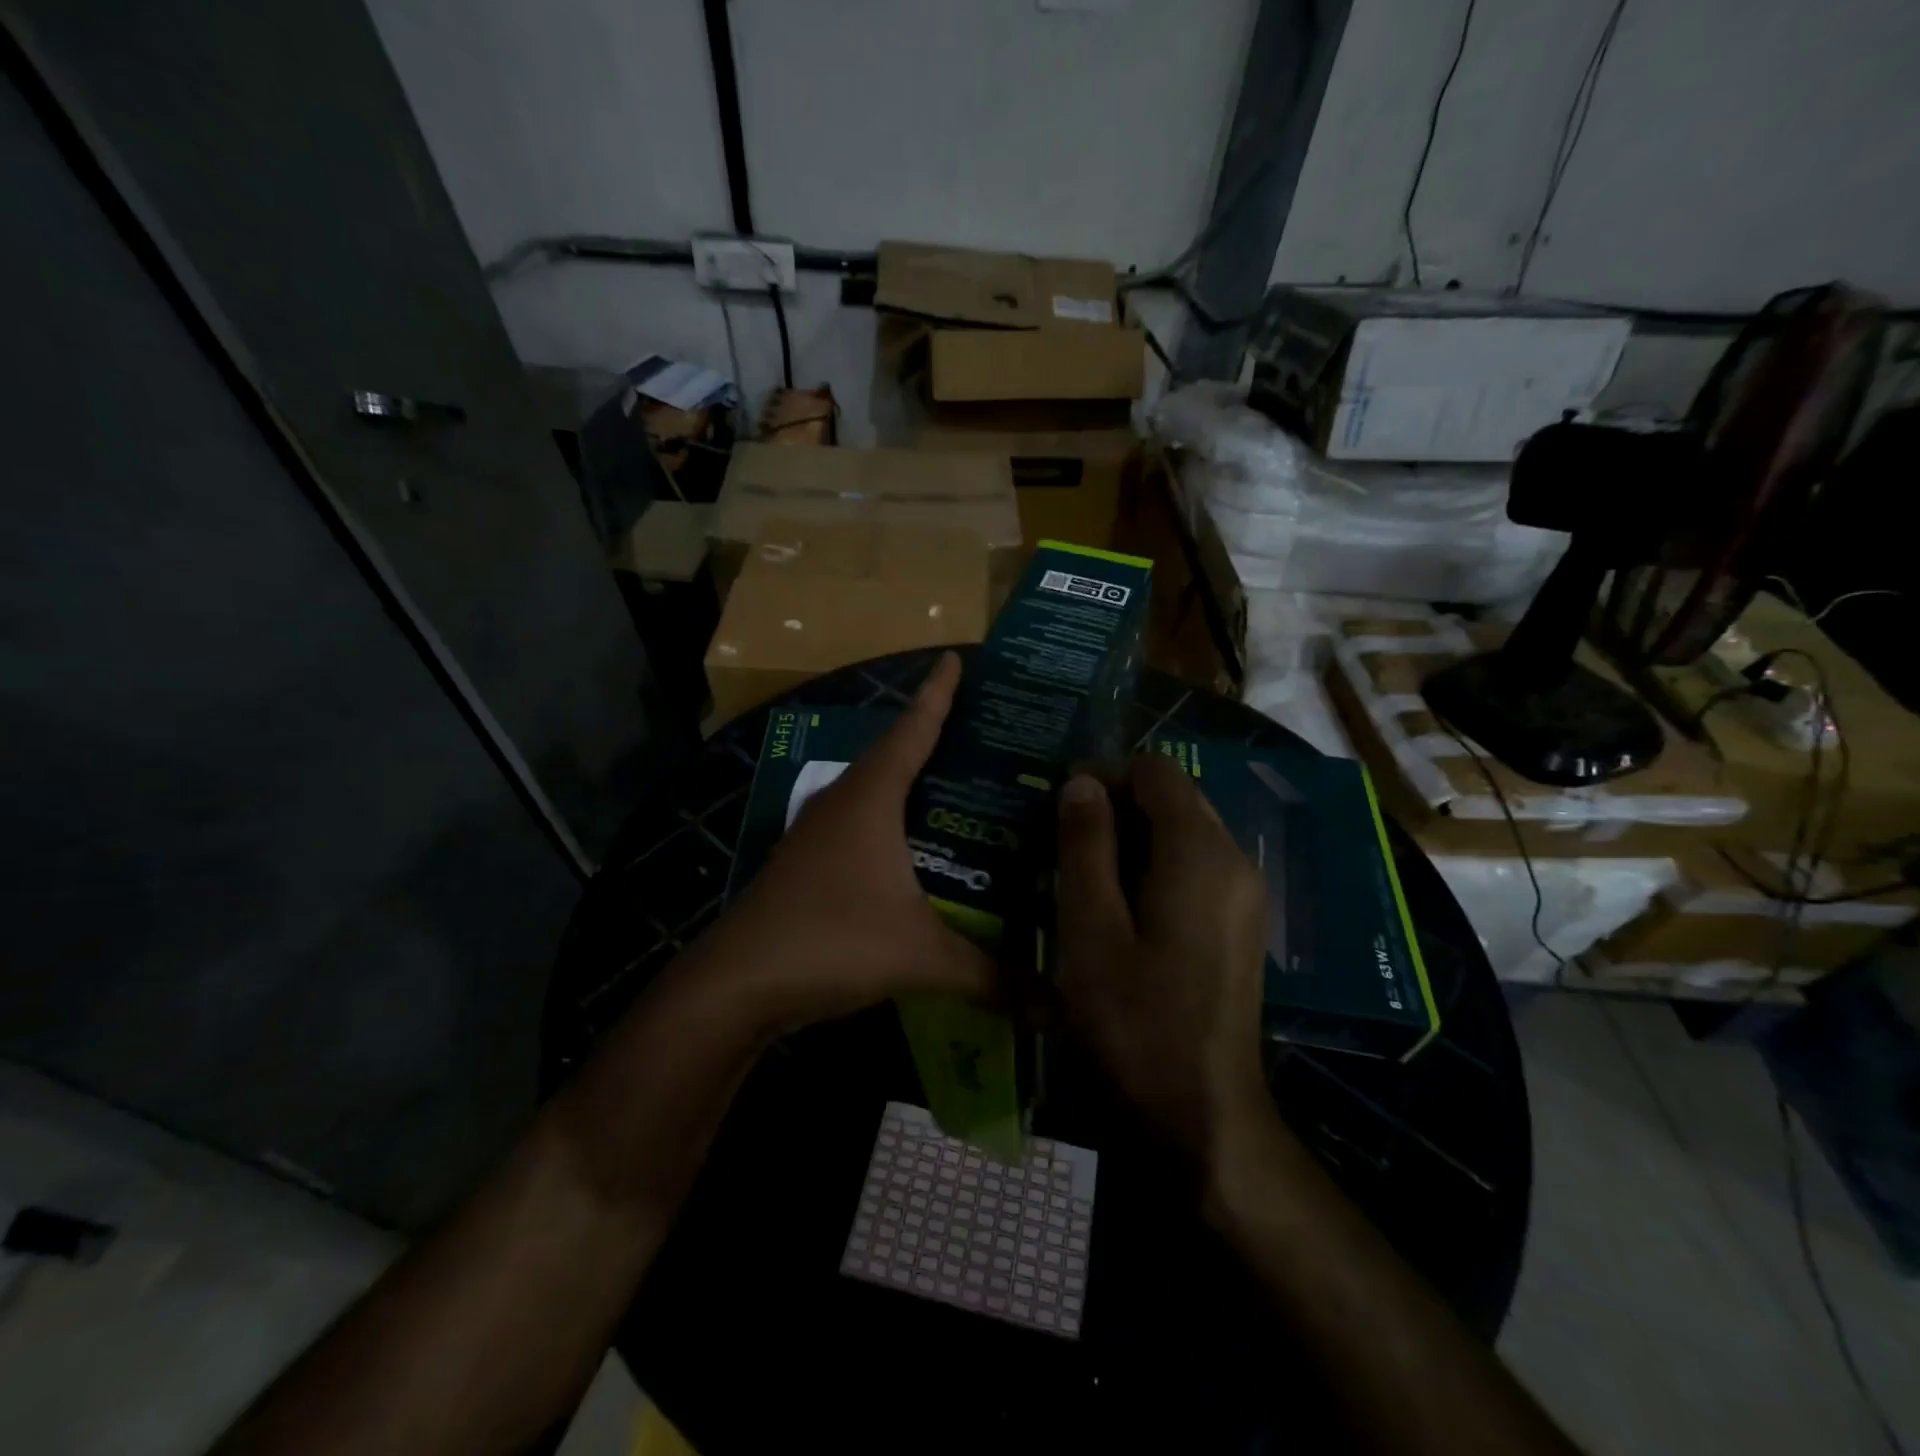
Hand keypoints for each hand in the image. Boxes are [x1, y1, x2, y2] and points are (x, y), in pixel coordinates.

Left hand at [704, 652, 995, 1032]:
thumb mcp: (920, 956)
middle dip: (933, 737)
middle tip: (983, 733)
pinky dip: (889, 822)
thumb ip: (991, 976)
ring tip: (958, 788)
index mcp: (870, 798)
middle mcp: (841, 802)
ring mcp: (816, 833)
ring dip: (908, 783)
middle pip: (893, 755)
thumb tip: (1059, 1004)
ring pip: (872, 792)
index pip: (913, 730)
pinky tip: (914, 850)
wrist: (737, 985)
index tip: (956, 657)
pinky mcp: (805, 864)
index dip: (938, 693)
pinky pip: (857, 824)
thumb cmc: (831, 942)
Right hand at [1054, 755, 1273, 1167]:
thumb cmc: (1136, 1019)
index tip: (1058, 804)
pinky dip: (1155, 864)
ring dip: (1133, 835)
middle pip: (1175, 796)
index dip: (1105, 773)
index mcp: (1200, 852)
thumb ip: (1086, 846)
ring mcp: (1243, 893)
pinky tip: (1118, 904)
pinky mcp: (1240, 923)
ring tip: (1081, 869)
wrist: (1203, 1111)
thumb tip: (1082, 782)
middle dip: (1117, 803)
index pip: (1156, 771)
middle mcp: (1234, 859)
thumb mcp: (1091, 928)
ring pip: (1185, 831)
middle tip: (1061, 838)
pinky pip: (1196, 866)